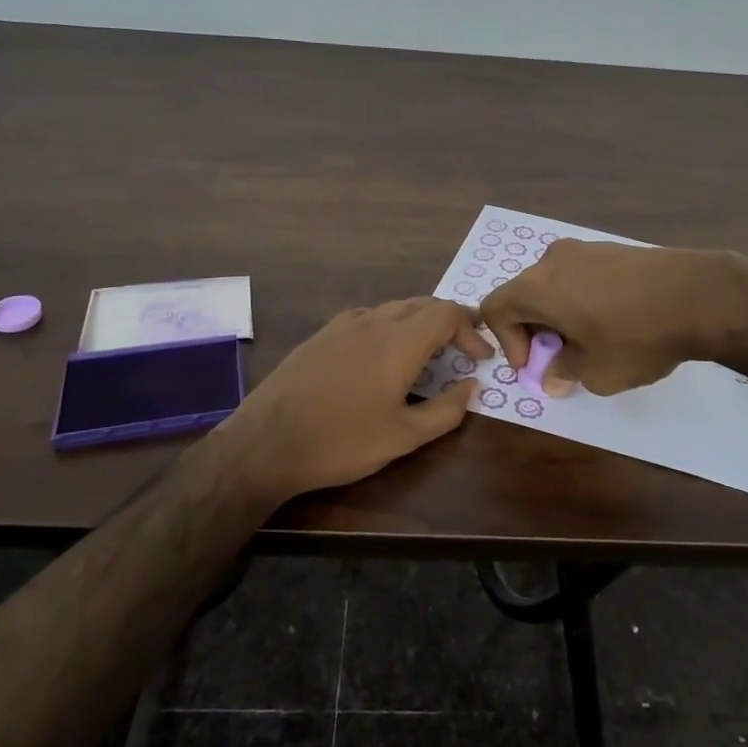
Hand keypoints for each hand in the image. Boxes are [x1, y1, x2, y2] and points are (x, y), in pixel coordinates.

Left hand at [218, 298, 491, 502]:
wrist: (266, 442)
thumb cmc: (342, 442)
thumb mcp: (403, 437)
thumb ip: (446, 410)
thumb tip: (471, 386)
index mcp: (399, 341)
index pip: (447, 313)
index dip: (470, 330)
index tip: (480, 357)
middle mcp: (373, 321)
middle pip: (423, 304)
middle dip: (449, 323)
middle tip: (463, 350)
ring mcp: (343, 324)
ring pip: (394, 308)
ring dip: (419, 323)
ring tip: (428, 353)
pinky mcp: (321, 334)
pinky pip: (368, 317)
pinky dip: (390, 326)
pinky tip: (383, 355)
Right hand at [477, 240, 747, 395]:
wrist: (699, 295)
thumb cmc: (635, 337)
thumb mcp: (595, 371)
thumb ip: (564, 371)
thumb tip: (553, 376)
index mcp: (537, 286)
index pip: (496, 308)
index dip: (507, 342)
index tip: (535, 365)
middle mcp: (554, 260)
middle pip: (525, 294)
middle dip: (535, 329)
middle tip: (560, 357)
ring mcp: (586, 249)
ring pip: (555, 284)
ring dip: (560, 314)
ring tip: (590, 340)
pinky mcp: (614, 248)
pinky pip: (582, 276)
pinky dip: (583, 299)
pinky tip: (615, 320)